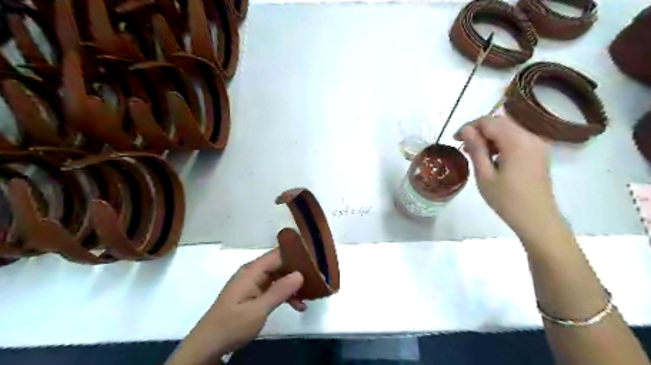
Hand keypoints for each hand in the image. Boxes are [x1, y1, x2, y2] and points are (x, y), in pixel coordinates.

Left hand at [165, 248, 302, 364]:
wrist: (208, 345)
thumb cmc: (232, 325)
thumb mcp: (258, 310)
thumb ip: (280, 291)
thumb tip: (300, 274)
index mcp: (252, 271)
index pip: (278, 254)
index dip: (296, 255)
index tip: (315, 260)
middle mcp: (253, 273)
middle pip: (280, 265)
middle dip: (298, 271)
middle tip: (317, 278)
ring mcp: (253, 283)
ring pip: (279, 277)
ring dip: (293, 286)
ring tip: (310, 295)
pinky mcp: (254, 294)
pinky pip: (274, 288)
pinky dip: (286, 295)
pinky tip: (299, 305)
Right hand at [455, 117, 561, 240]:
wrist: (537, 219)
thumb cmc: (506, 199)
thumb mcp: (484, 175)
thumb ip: (476, 148)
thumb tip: (466, 130)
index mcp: (516, 141)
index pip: (489, 121)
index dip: (469, 127)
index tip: (455, 139)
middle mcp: (530, 136)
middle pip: (500, 122)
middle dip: (479, 129)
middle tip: (462, 144)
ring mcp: (538, 143)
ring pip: (509, 128)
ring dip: (489, 135)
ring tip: (474, 151)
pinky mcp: (539, 152)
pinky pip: (517, 137)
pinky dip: (501, 141)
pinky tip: (491, 155)